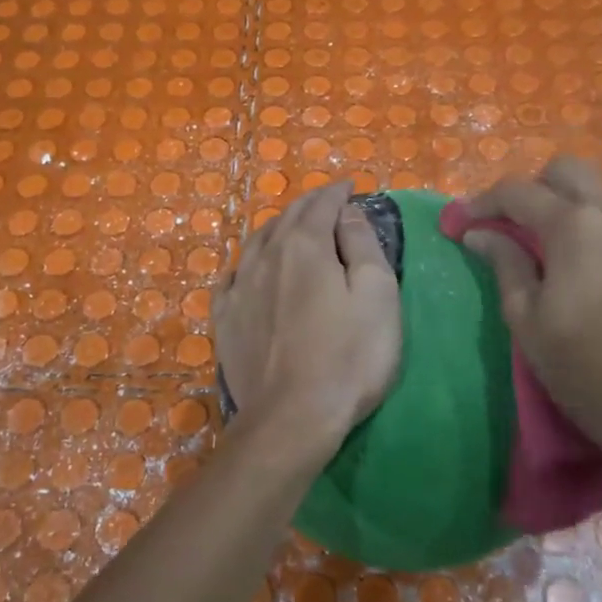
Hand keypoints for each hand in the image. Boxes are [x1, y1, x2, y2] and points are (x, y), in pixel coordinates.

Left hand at [214, 182, 401, 449]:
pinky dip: (246, 264)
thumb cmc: (348, 356)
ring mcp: (239, 289)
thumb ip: (362, 244)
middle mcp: (265, 257)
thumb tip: (346, 212)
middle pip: (287, 218)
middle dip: (309, 205)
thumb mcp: (377, 294)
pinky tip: (247, 270)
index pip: (321, 204)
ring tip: (290, 227)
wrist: (292, 416)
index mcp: (304, 246)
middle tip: (326, 202)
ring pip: (256, 243)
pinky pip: (231, 278)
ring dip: (277, 228)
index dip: (337, 192)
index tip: (350, 185)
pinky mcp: (225, 320)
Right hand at [460, 157, 601, 495]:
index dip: (482, 202)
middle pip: (569, 172)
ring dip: (576, 213)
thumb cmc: (592, 375)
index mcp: (577, 227)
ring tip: (564, 261)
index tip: (462, 222)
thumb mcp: (530, 325)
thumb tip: (480, 233)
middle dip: (534, 190)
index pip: (518, 191)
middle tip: (516, 231)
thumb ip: (505, 266)